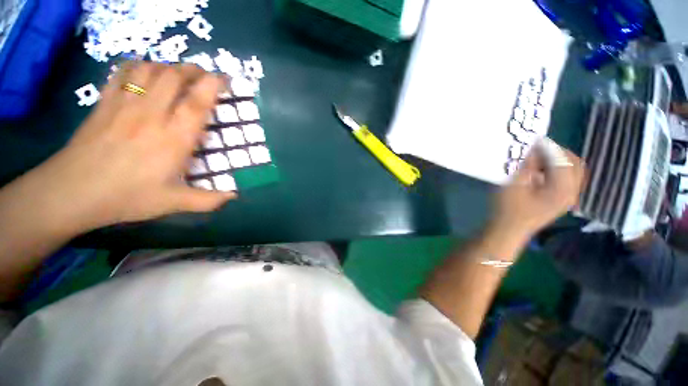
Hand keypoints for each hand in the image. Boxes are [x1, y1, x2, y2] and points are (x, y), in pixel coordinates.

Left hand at [30, 62, 234, 233]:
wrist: (72, 192)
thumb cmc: (127, 197)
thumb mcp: (173, 203)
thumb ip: (208, 200)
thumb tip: (233, 196)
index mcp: (173, 139)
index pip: (196, 103)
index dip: (213, 86)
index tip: (224, 79)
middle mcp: (151, 115)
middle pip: (173, 77)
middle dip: (193, 70)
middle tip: (204, 77)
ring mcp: (124, 105)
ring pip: (149, 70)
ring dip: (168, 67)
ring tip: (178, 75)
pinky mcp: (104, 103)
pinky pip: (122, 73)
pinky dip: (137, 66)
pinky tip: (144, 73)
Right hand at [489, 140, 585, 242]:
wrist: (508, 230)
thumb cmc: (508, 209)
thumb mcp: (514, 184)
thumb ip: (528, 165)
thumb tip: (535, 149)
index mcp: (562, 189)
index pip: (563, 160)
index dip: (549, 147)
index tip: (535, 139)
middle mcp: (572, 192)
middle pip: (576, 163)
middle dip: (559, 152)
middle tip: (539, 147)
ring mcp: (568, 197)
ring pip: (574, 171)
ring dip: (559, 160)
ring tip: (540, 157)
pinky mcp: (562, 200)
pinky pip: (568, 179)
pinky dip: (558, 170)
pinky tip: (541, 171)